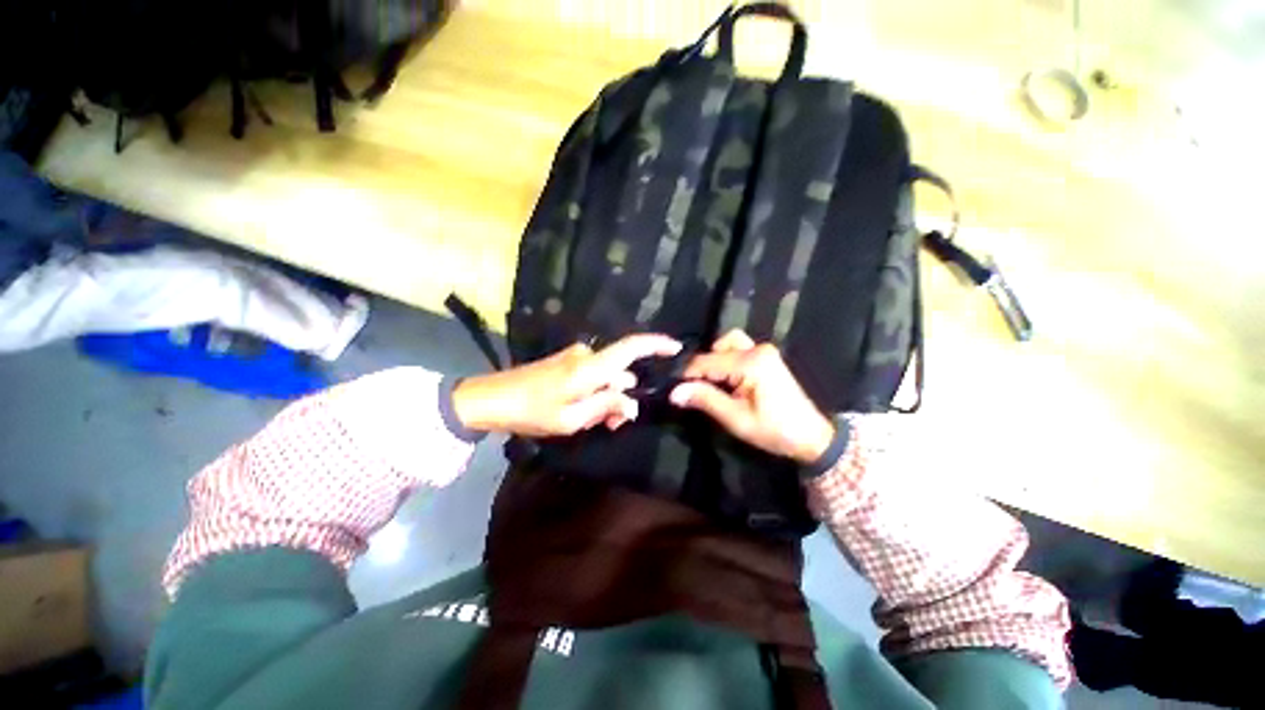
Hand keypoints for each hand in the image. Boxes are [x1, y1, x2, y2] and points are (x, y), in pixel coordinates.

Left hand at [452, 334, 681, 437]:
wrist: (490, 399)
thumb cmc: (530, 412)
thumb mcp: (571, 419)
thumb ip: (606, 407)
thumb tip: (632, 403)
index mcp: (590, 367)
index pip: (631, 347)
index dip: (656, 345)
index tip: (676, 349)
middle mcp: (586, 355)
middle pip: (620, 371)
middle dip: (624, 396)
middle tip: (615, 425)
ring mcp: (575, 357)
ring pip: (607, 376)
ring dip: (608, 398)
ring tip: (595, 423)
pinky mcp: (567, 362)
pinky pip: (593, 375)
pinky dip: (595, 392)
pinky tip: (584, 412)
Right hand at [669, 330, 834, 464]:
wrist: (810, 436)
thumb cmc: (774, 430)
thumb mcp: (736, 419)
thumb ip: (705, 400)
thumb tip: (674, 392)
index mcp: (750, 363)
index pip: (706, 361)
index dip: (687, 376)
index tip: (676, 391)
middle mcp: (757, 349)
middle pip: (716, 348)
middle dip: (702, 368)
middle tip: (696, 390)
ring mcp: (764, 350)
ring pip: (727, 343)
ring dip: (715, 360)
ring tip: (712, 384)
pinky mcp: (767, 356)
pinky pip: (739, 348)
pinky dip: (727, 359)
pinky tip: (726, 380)